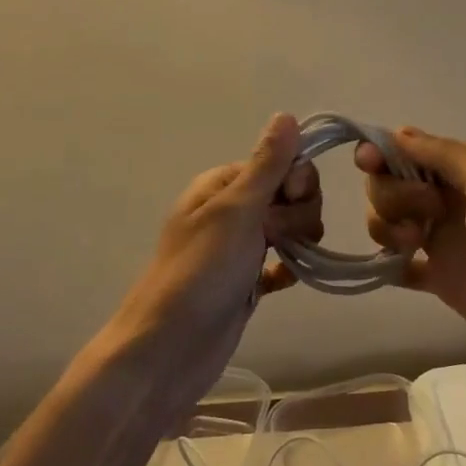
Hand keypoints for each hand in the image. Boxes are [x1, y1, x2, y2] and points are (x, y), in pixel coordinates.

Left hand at [102, 114, 321, 412]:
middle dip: (297, 214)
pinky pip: (283, 262)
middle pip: (291, 195)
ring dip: (296, 241)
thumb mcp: (236, 210)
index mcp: (224, 183)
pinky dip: (288, 269)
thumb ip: (266, 164)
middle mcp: (233, 209)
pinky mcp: (247, 280)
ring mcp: (240, 246)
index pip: (283, 163)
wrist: (168, 351)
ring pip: (291, 228)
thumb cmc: (200, 272)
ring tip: (277, 264)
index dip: (297, 181)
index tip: (290, 201)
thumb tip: (287, 115)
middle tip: (273, 237)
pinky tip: (281, 282)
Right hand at [356, 128, 465, 364]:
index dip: (383, 153)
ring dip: (387, 226)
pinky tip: (395, 268)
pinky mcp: (441, 279)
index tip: (368, 163)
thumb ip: (443, 155)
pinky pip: (399, 265)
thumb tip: (398, 132)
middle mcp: (450, 197)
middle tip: (425, 214)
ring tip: (412, 246)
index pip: (410, 148)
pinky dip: (388, 263)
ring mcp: (444, 239)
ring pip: (389, 219)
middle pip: (392, 182)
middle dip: (391, 193)